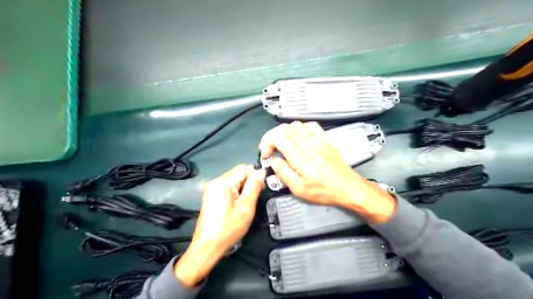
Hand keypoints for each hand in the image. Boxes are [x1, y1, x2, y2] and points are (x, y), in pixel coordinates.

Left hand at [175, 165, 266, 288]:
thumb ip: (254, 187)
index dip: (255, 175)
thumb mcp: (246, 207)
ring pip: (233, 180)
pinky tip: (237, 205)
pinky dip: (235, 193)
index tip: (261, 189)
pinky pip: (227, 188)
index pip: (244, 168)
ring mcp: (211, 189)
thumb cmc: (228, 227)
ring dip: (243, 188)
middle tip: (254, 199)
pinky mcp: (210, 196)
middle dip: (249, 182)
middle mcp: (216, 181)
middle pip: (238, 173)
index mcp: (223, 182)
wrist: (207, 246)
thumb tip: (261, 171)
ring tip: (246, 204)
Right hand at [258, 123, 394, 222]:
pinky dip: (299, 129)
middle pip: (284, 128)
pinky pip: (309, 125)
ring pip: (295, 125)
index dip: (267, 142)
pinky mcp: (325, 139)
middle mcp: (308, 143)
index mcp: (300, 155)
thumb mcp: (299, 189)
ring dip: (284, 133)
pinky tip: (299, 139)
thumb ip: (283, 173)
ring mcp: (318, 139)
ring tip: (283, 146)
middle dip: (272, 137)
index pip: (278, 136)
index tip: (266, 154)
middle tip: (271, 150)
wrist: (348, 187)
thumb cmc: (324, 191)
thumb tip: (275, 161)